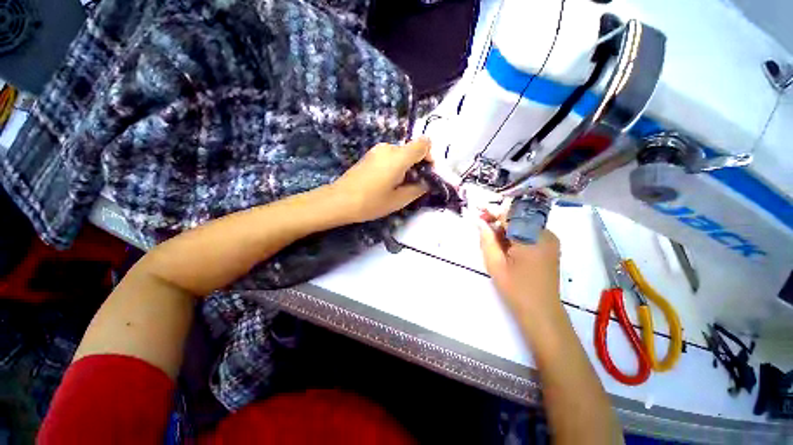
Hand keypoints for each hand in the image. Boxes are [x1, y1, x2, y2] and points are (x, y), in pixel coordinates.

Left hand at [330, 138, 430, 223]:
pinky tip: (386, 182)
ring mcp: (377, 150)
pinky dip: (395, 166)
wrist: (339, 200)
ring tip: (398, 186)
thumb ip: (418, 188)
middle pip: (412, 149)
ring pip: (400, 154)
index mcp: (399, 156)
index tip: (426, 173)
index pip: (424, 144)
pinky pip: (389, 156)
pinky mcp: (369, 155)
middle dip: (417, 165)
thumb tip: (427, 182)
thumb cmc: (371, 202)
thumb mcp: (399, 200)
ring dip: (406, 166)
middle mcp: (388, 147)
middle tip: (413, 185)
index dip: (430, 156)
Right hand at [478, 209, 561, 317]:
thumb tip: (480, 222)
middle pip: (518, 218)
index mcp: (532, 237)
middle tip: (482, 227)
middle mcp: (545, 234)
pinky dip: (515, 235)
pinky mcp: (549, 248)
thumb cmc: (516, 289)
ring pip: (523, 225)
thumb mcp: (495, 263)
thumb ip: (487, 239)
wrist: (541, 312)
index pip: (510, 215)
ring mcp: (550, 240)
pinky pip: (529, 233)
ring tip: (492, 240)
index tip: (478, 210)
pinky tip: (505, 246)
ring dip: (506, 229)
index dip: (493, 211)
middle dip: (499, 220)